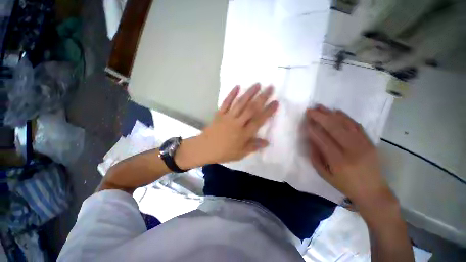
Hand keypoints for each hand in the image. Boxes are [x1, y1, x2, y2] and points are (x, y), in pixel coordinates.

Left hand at [199, 83, 278, 162]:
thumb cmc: (224, 152)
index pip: (259, 120)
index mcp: (244, 133)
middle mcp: (237, 123)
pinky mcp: (220, 114)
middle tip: (270, 88)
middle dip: (262, 98)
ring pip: (240, 103)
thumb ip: (253, 146)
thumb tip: (267, 142)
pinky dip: (231, 94)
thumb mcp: (240, 153)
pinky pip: (226, 103)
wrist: (205, 148)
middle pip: (251, 109)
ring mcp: (228, 117)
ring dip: (249, 93)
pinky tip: (237, 86)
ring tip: (257, 84)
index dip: (268, 111)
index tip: (276, 102)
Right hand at [305, 105, 396, 212]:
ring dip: (331, 114)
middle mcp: (352, 150)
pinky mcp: (370, 142)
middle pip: (334, 128)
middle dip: (320, 117)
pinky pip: (356, 126)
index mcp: (339, 161)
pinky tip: (337, 112)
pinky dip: (346, 117)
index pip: (322, 140)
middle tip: (310, 110)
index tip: (305, 121)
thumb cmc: (345, 184)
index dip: (312, 129)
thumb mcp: (324, 174)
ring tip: (321, 107)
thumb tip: (311, 139)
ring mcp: (363, 145)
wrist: (373, 191)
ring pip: (345, 124)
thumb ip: (315, 156)